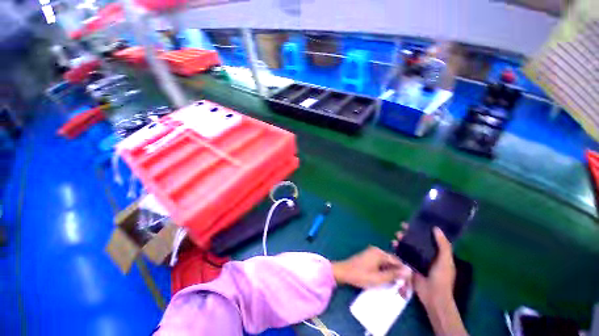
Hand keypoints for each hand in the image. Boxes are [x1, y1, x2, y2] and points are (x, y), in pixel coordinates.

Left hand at [332, 246, 410, 288]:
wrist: (343, 272)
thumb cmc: (360, 275)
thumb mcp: (378, 278)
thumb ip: (393, 275)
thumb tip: (408, 271)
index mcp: (379, 253)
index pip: (398, 262)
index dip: (404, 274)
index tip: (408, 286)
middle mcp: (377, 250)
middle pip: (393, 262)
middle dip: (399, 275)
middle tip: (403, 289)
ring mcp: (372, 253)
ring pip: (388, 264)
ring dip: (393, 274)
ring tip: (396, 287)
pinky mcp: (369, 257)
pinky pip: (381, 264)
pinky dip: (386, 272)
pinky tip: (387, 281)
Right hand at [394, 224, 466, 334]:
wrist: (433, 296)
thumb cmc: (442, 277)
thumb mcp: (446, 260)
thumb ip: (443, 245)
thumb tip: (436, 228)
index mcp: (437, 253)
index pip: (429, 238)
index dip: (422, 230)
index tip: (414, 223)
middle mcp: (427, 255)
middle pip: (416, 241)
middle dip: (409, 234)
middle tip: (402, 228)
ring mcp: (417, 260)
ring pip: (408, 246)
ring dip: (402, 240)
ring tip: (397, 236)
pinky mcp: (409, 265)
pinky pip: (402, 254)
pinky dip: (398, 249)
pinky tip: (393, 244)